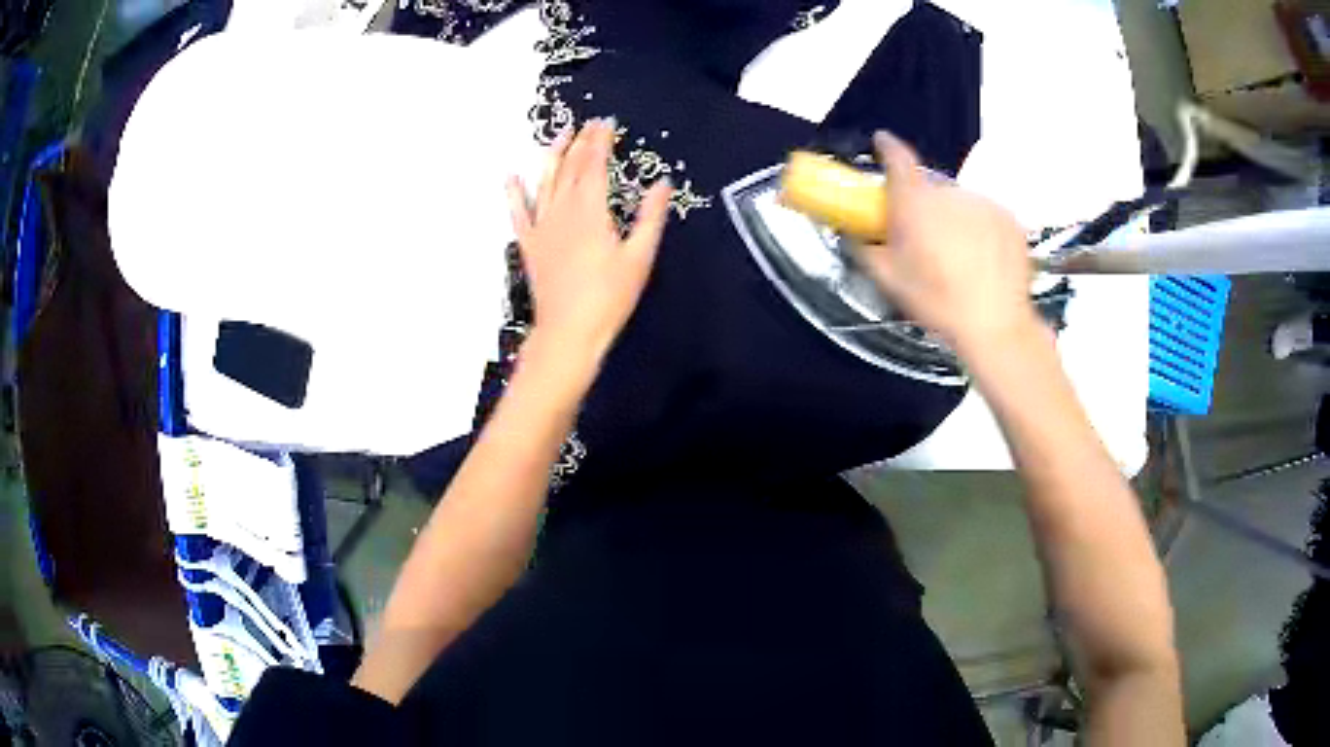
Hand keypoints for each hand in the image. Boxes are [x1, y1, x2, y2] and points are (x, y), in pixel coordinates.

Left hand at [506, 119, 672, 368]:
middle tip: (588, 124)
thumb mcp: (640, 257)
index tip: (606, 123)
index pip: (595, 165)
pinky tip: (510, 176)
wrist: (569, 332)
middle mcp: (563, 211)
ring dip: (552, 156)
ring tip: (559, 135)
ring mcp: (542, 227)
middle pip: (571, 168)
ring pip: (545, 182)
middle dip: (580, 142)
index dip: (600, 142)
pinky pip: (518, 213)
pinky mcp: (530, 244)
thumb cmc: (609, 297)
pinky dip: (514, 193)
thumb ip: (651, 216)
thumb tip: (662, 183)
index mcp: (592, 210)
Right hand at [859, 132, 1037, 354]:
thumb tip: (854, 234)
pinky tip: (984, 260)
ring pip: (961, 204)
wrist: (996, 325)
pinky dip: (982, 231)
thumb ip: (866, 249)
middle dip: (925, 207)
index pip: (898, 157)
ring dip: (955, 220)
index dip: (887, 148)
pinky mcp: (1009, 219)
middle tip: (926, 239)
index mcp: (915, 202)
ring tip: (960, 258)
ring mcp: (983, 203)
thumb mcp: (889, 280)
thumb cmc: (937, 302)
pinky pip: (987, 217)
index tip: (881, 142)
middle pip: (931, 189)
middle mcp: (949, 192)